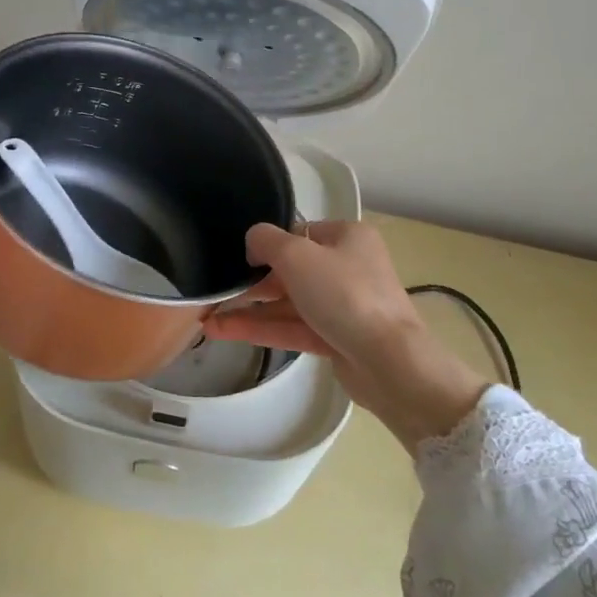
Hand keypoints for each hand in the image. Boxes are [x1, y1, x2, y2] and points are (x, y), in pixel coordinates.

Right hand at [204, 221, 489, 451]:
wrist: (389, 363)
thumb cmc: (344, 295)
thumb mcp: (297, 256)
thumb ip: (266, 241)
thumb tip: (252, 241)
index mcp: (347, 237)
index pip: (298, 233)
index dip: (266, 244)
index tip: (236, 257)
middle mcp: (347, 267)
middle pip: (289, 269)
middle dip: (251, 282)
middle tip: (214, 291)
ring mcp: (342, 306)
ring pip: (287, 303)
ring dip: (249, 309)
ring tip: (207, 318)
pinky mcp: (335, 339)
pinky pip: (292, 328)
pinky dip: (261, 328)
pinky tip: (223, 330)